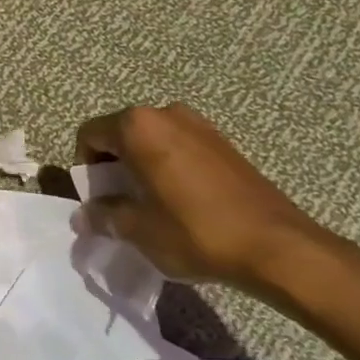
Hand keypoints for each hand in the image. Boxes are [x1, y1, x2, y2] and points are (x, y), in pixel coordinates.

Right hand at [75, 104, 323, 291]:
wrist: (275, 245)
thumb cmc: (195, 231)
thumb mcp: (138, 230)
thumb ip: (104, 216)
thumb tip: (84, 216)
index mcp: (138, 127)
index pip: (89, 134)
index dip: (85, 167)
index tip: (97, 198)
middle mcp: (165, 113)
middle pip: (120, 133)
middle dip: (113, 165)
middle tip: (120, 203)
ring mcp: (198, 124)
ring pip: (150, 140)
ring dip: (140, 165)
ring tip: (151, 203)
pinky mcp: (222, 141)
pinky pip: (178, 146)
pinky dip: (167, 166)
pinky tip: (180, 201)